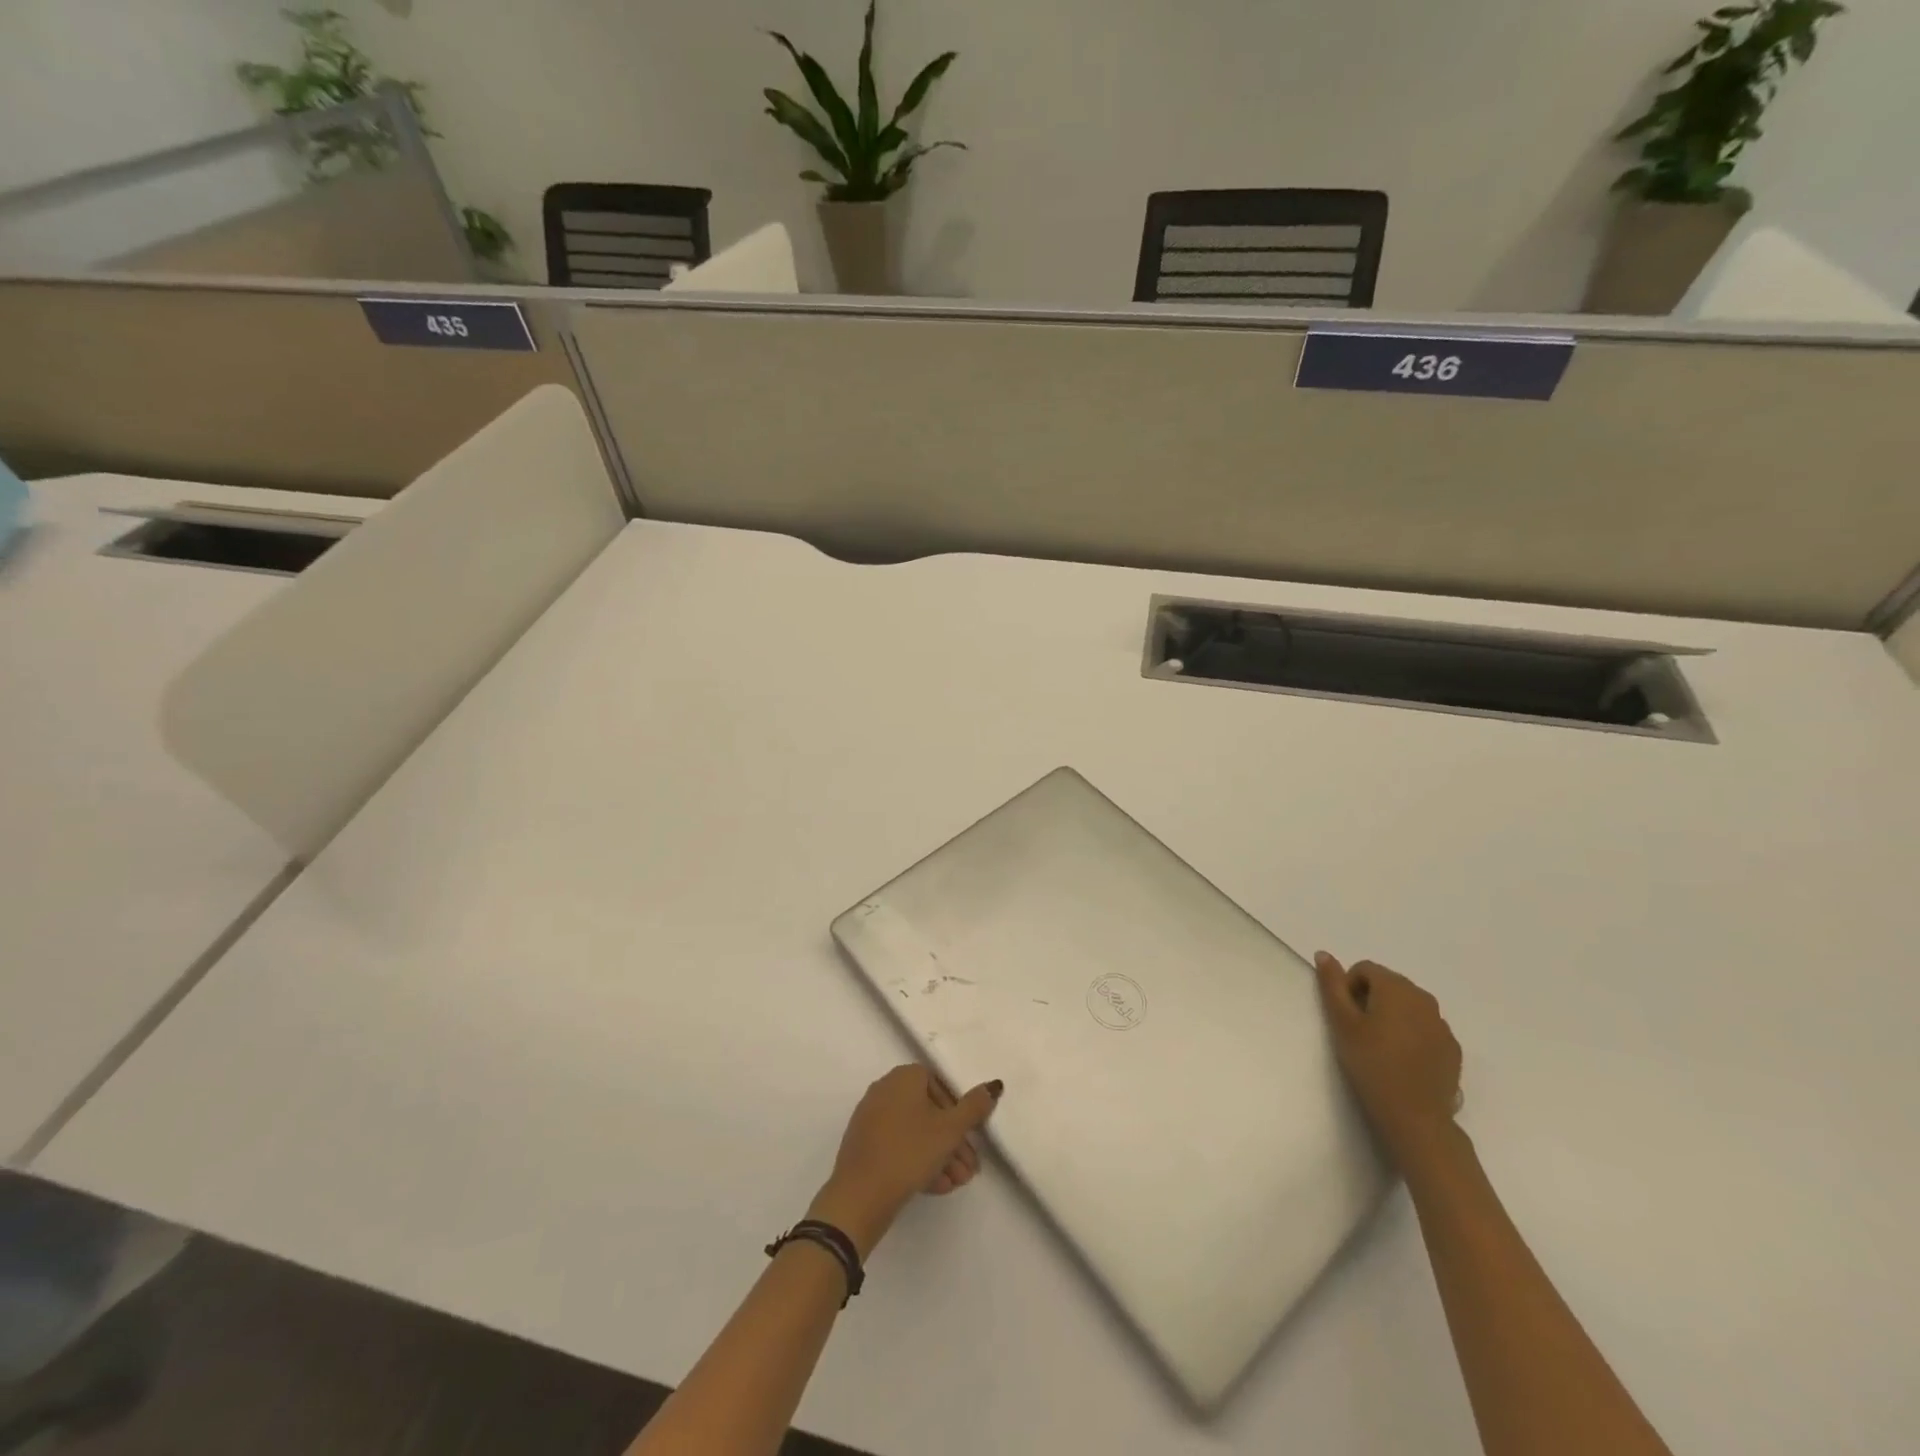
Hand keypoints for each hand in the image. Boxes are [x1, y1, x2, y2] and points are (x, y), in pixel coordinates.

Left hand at [807, 1065, 1002, 1257]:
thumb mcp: (950, 1130)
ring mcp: (871, 1117)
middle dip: (952, 1141)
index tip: (969, 1136)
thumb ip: (974, 1108)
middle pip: (928, 1112)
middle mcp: (885, 1090)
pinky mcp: (864, 1144)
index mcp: (903, 1077)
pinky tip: (936, 1186)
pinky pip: (898, 1146)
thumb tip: (993, 1086)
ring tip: (956, 1183)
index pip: (939, 1084)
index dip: (958, 1110)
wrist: (859, 1196)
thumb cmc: (909, 1151)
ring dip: (939, 1156)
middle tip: (969, 1169)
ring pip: (915, 1133)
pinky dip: (918, 1161)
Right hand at [1314, 952, 1462, 1166]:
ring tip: (1379, 1047)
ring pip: (1408, 1007)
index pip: (1364, 969)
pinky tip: (1402, 1061)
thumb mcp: (1342, 1023)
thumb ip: (1332, 985)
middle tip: (1358, 1032)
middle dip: (1370, 999)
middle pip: (1388, 985)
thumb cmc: (1371, 1064)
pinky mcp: (1452, 1049)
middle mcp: (1424, 998)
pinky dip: (1411, 1035)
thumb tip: (1324, 954)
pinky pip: (1425, 1029)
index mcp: (1396, 988)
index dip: (1348, 988)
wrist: (1416, 1117)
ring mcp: (1442, 1025)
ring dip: (1392, 1017)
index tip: (1345, 1017)